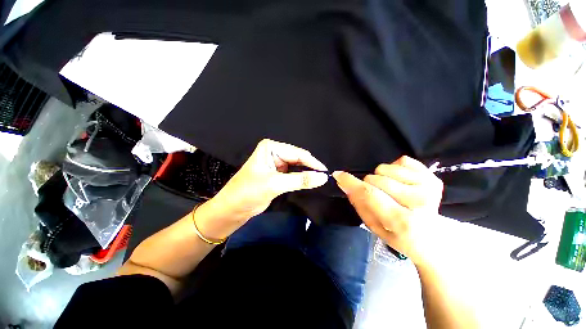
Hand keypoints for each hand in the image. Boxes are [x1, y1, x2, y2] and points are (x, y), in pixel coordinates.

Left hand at [196, 139, 328, 238]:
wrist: (233, 208)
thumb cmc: (249, 192)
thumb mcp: (275, 184)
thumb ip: (300, 180)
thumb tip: (323, 178)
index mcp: (271, 148)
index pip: (297, 153)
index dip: (312, 163)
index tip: (326, 173)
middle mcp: (274, 153)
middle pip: (298, 159)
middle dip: (310, 168)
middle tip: (325, 177)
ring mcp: (276, 163)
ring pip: (297, 167)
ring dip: (307, 173)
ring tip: (320, 180)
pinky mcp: (277, 174)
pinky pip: (293, 174)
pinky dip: (301, 179)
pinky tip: (310, 182)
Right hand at [333, 156, 442, 265]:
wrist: (431, 241)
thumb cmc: (398, 236)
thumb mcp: (373, 226)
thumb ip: (358, 203)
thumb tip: (344, 183)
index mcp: (403, 221)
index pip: (370, 194)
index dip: (351, 182)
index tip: (338, 174)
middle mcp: (419, 202)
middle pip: (375, 179)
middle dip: (368, 185)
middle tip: (378, 197)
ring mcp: (428, 187)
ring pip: (385, 168)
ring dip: (381, 178)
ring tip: (391, 191)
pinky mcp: (433, 178)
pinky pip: (402, 161)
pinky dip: (395, 170)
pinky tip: (402, 184)